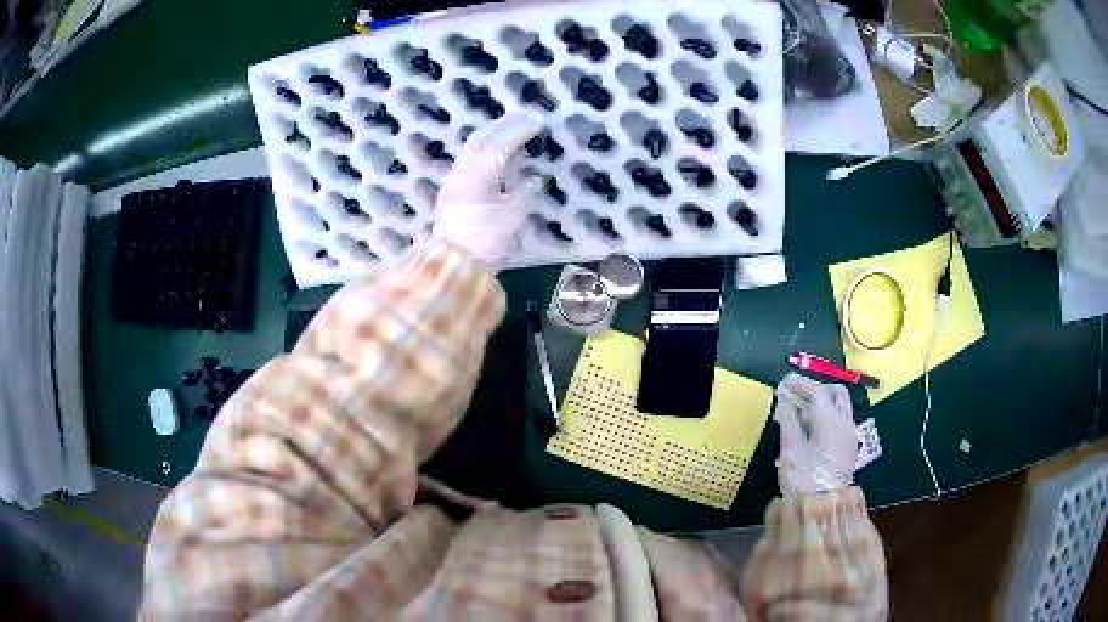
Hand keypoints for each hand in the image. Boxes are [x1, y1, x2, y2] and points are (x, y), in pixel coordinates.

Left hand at [431, 113, 543, 267]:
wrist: (455, 263)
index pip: (499, 143)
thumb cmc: (486, 240)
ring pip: (474, 147)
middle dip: (505, 125)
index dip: (519, 130)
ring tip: (516, 128)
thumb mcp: (512, 214)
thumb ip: (521, 191)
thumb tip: (530, 177)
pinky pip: (471, 159)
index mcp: (479, 174)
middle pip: (482, 138)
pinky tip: (501, 152)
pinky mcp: (453, 189)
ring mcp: (455, 179)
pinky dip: (488, 149)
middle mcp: (464, 170)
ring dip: (495, 134)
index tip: (539, 121)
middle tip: (527, 117)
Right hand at [773, 373, 857, 495]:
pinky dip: (828, 416)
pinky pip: (840, 422)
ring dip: (824, 403)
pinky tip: (813, 429)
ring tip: (803, 412)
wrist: (823, 507)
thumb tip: (786, 399)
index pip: (817, 391)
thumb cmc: (804, 476)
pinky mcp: (848, 449)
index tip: (785, 381)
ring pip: (841, 407)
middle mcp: (844, 421)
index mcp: (830, 418)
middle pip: (836, 393)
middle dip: (818, 389)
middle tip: (798, 394)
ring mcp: (849, 435)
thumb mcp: (790, 448)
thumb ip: (789, 420)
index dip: (800, 384)